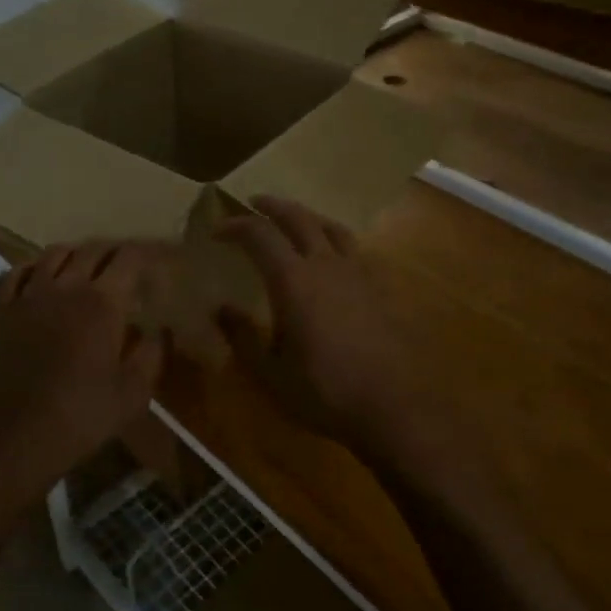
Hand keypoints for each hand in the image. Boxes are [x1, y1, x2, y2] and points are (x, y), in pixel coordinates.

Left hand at [0, 241, 167, 515]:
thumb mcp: (133, 394)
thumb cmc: (81, 417)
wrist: (14, 439)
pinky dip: (31, 267)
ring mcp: (27, 296)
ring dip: (75, 254)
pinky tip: (38, 278)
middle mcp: (65, 288)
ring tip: (85, 266)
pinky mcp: (0, 312)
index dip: (146, 253)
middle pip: (91, 250)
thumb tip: (160, 329)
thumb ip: (152, 354)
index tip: (157, 259)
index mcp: (102, 303)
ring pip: (52, 255)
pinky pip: (13, 274)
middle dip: (113, 251)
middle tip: (126, 264)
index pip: (129, 259)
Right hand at [216, 197, 415, 457]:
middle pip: (298, 218)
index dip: (236, 226)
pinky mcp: (379, 287)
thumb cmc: (324, 391)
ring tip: (294, 219)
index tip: (217, 230)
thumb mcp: (270, 373)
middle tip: (254, 204)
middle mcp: (326, 264)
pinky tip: (331, 256)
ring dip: (306, 216)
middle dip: (272, 207)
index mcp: (294, 280)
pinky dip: (333, 238)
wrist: (393, 406)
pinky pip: (352, 247)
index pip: (260, 235)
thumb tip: (219, 308)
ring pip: (330, 227)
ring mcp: (358, 272)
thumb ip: (242, 336)